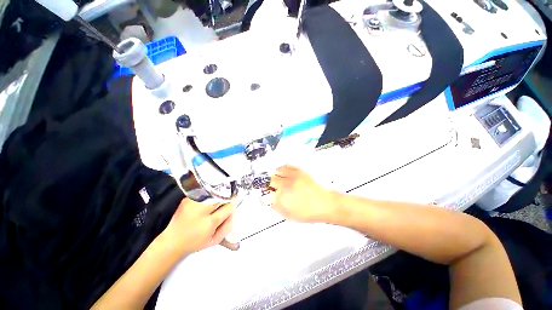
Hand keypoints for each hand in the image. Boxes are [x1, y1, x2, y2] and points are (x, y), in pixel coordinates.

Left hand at [162, 198, 234, 256]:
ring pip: (213, 192)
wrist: (172, 242)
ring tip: (217, 201)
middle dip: (226, 197)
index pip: (228, 207)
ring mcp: (192, 203)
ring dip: (218, 195)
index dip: (233, 203)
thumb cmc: (195, 242)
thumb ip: (228, 225)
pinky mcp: (187, 199)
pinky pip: (204, 192)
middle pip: (221, 196)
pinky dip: (209, 194)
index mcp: (209, 223)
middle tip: (227, 201)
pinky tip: (208, 201)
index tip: (235, 201)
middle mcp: (201, 210)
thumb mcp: (215, 240)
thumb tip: (234, 210)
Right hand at [270, 166, 335, 222]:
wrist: (324, 204)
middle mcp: (286, 186)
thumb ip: (277, 208)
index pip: (269, 193)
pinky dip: (283, 169)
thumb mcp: (290, 215)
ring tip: (277, 178)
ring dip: (275, 176)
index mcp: (282, 198)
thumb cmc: (308, 213)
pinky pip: (287, 167)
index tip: (268, 194)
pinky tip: (284, 172)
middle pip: (271, 180)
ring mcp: (292, 177)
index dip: (267, 194)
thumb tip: (271, 201)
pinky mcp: (299, 172)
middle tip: (271, 186)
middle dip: (270, 184)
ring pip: (277, 172)